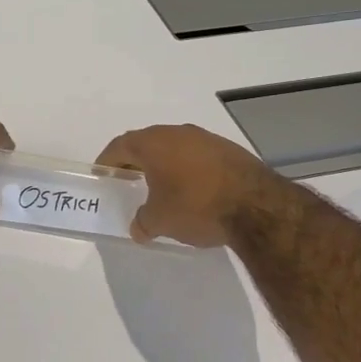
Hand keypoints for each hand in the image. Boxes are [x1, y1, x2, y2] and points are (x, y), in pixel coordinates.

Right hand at [95, 124, 284, 247]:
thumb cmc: (195, 207)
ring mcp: (207, 139)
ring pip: (175, 147)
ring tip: (162, 187)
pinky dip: (189, 169)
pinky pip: (198, 156)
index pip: (121, 146)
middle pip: (148, 142)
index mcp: (153, 143)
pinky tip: (194, 190)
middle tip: (129, 180)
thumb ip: (142, 222)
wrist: (257, 206)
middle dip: (136, 161)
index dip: (108, 161)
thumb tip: (138, 228)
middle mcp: (178, 133)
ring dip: (165, 164)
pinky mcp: (230, 150)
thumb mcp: (160, 221)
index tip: (103, 174)